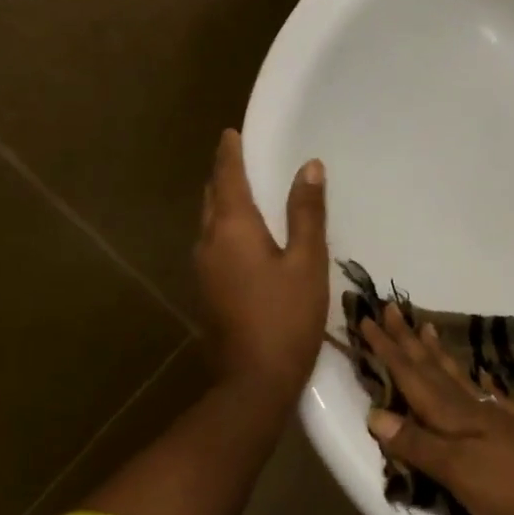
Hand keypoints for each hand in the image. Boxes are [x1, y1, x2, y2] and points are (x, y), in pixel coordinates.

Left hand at [194, 130, 328, 397]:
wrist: (254, 381)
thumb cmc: (286, 316)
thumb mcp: (306, 261)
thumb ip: (306, 213)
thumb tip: (309, 167)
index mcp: (232, 230)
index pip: (227, 179)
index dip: (229, 154)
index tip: (230, 132)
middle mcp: (209, 243)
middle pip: (212, 199)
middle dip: (224, 175)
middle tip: (240, 157)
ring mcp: (204, 270)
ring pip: (210, 223)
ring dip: (224, 202)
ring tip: (245, 190)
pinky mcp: (209, 291)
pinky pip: (214, 244)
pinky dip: (227, 226)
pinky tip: (246, 235)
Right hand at [359, 307, 513, 514]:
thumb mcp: (459, 470)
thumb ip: (418, 444)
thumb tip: (375, 414)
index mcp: (454, 414)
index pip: (411, 376)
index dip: (388, 350)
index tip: (368, 318)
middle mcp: (472, 408)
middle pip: (433, 368)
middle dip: (407, 341)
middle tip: (391, 309)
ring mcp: (497, 418)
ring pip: (457, 378)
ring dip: (436, 355)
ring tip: (425, 329)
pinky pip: (485, 397)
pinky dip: (476, 385)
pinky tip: (480, 380)